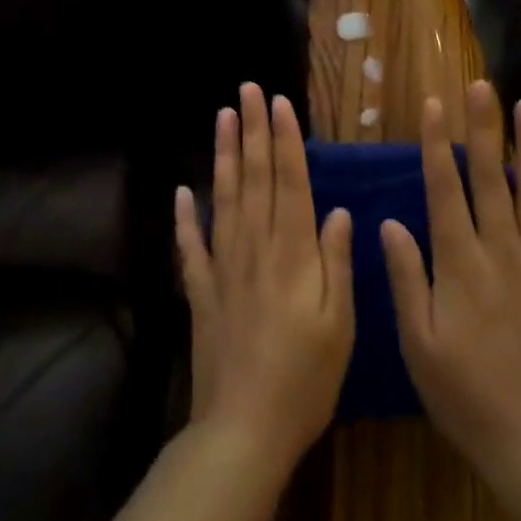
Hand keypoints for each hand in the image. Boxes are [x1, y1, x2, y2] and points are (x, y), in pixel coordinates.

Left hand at [175, 83, 354, 473]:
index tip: (280, 103)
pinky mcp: (202, 293)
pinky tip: (181, 192)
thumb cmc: (306, 379)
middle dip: (253, 131)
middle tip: (248, 90)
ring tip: (222, 118)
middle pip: (254, 178)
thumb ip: (336, 262)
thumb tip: (337, 210)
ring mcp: (223, 268)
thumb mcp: (340, 323)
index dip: (285, 141)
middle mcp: (256, 249)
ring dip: (223, 156)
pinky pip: (190, 247)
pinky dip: (184, 217)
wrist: (244, 429)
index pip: (290, 183)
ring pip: (224, 199)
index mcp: (294, 254)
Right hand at [380, 81, 520, 470]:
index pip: (445, 189)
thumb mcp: (417, 342)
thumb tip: (391, 222)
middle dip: (483, 128)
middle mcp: (502, 253)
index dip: (438, 143)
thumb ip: (407, 277)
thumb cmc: (462, 394)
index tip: (435, 103)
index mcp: (460, 263)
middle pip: (489, 179)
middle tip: (483, 85)